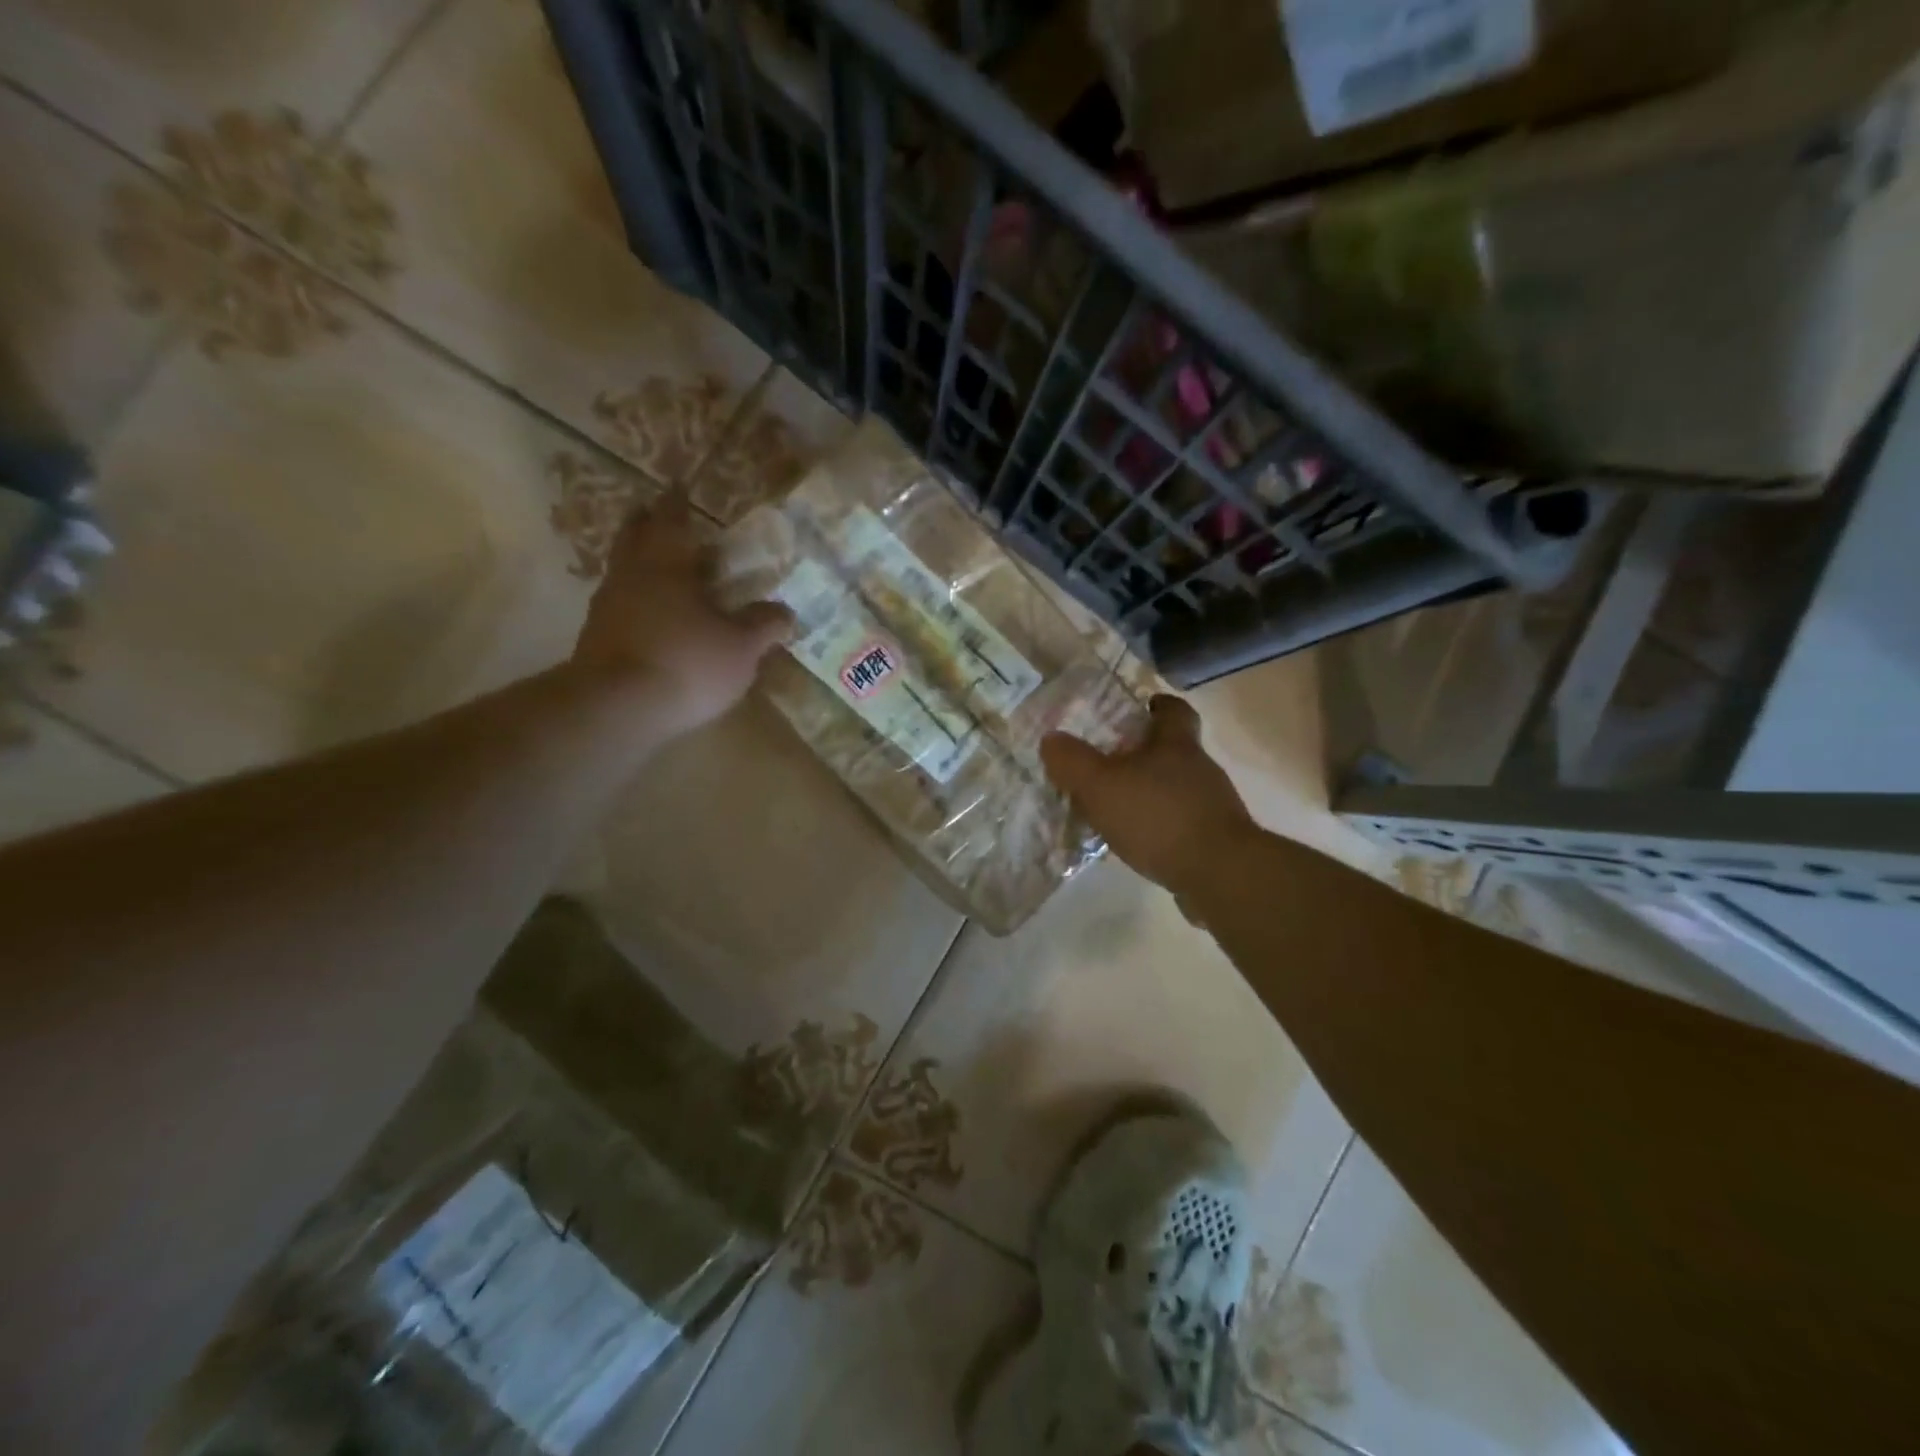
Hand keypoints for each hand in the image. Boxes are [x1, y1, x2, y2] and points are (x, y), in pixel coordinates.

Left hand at [571, 495, 793, 735]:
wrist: (618, 708)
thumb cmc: (687, 662)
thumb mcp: (741, 647)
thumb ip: (763, 625)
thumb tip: (785, 611)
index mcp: (667, 563)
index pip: (671, 519)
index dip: (678, 502)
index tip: (680, 486)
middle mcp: (631, 574)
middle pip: (634, 536)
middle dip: (647, 523)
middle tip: (660, 517)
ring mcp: (608, 606)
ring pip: (624, 570)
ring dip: (641, 563)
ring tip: (665, 571)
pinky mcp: (597, 638)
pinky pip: (620, 605)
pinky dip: (636, 601)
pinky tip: (653, 617)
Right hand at [1041, 694, 1260, 897]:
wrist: (1219, 874)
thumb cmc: (1158, 817)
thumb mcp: (1101, 785)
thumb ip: (1073, 761)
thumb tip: (1051, 738)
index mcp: (1176, 745)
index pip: (1175, 711)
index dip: (1159, 706)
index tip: (1143, 708)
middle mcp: (1200, 769)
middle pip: (1173, 750)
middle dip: (1143, 754)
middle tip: (1108, 764)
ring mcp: (1212, 805)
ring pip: (1176, 788)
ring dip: (1150, 793)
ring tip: (1116, 808)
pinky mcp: (1215, 840)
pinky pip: (1181, 823)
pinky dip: (1160, 826)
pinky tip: (1138, 842)